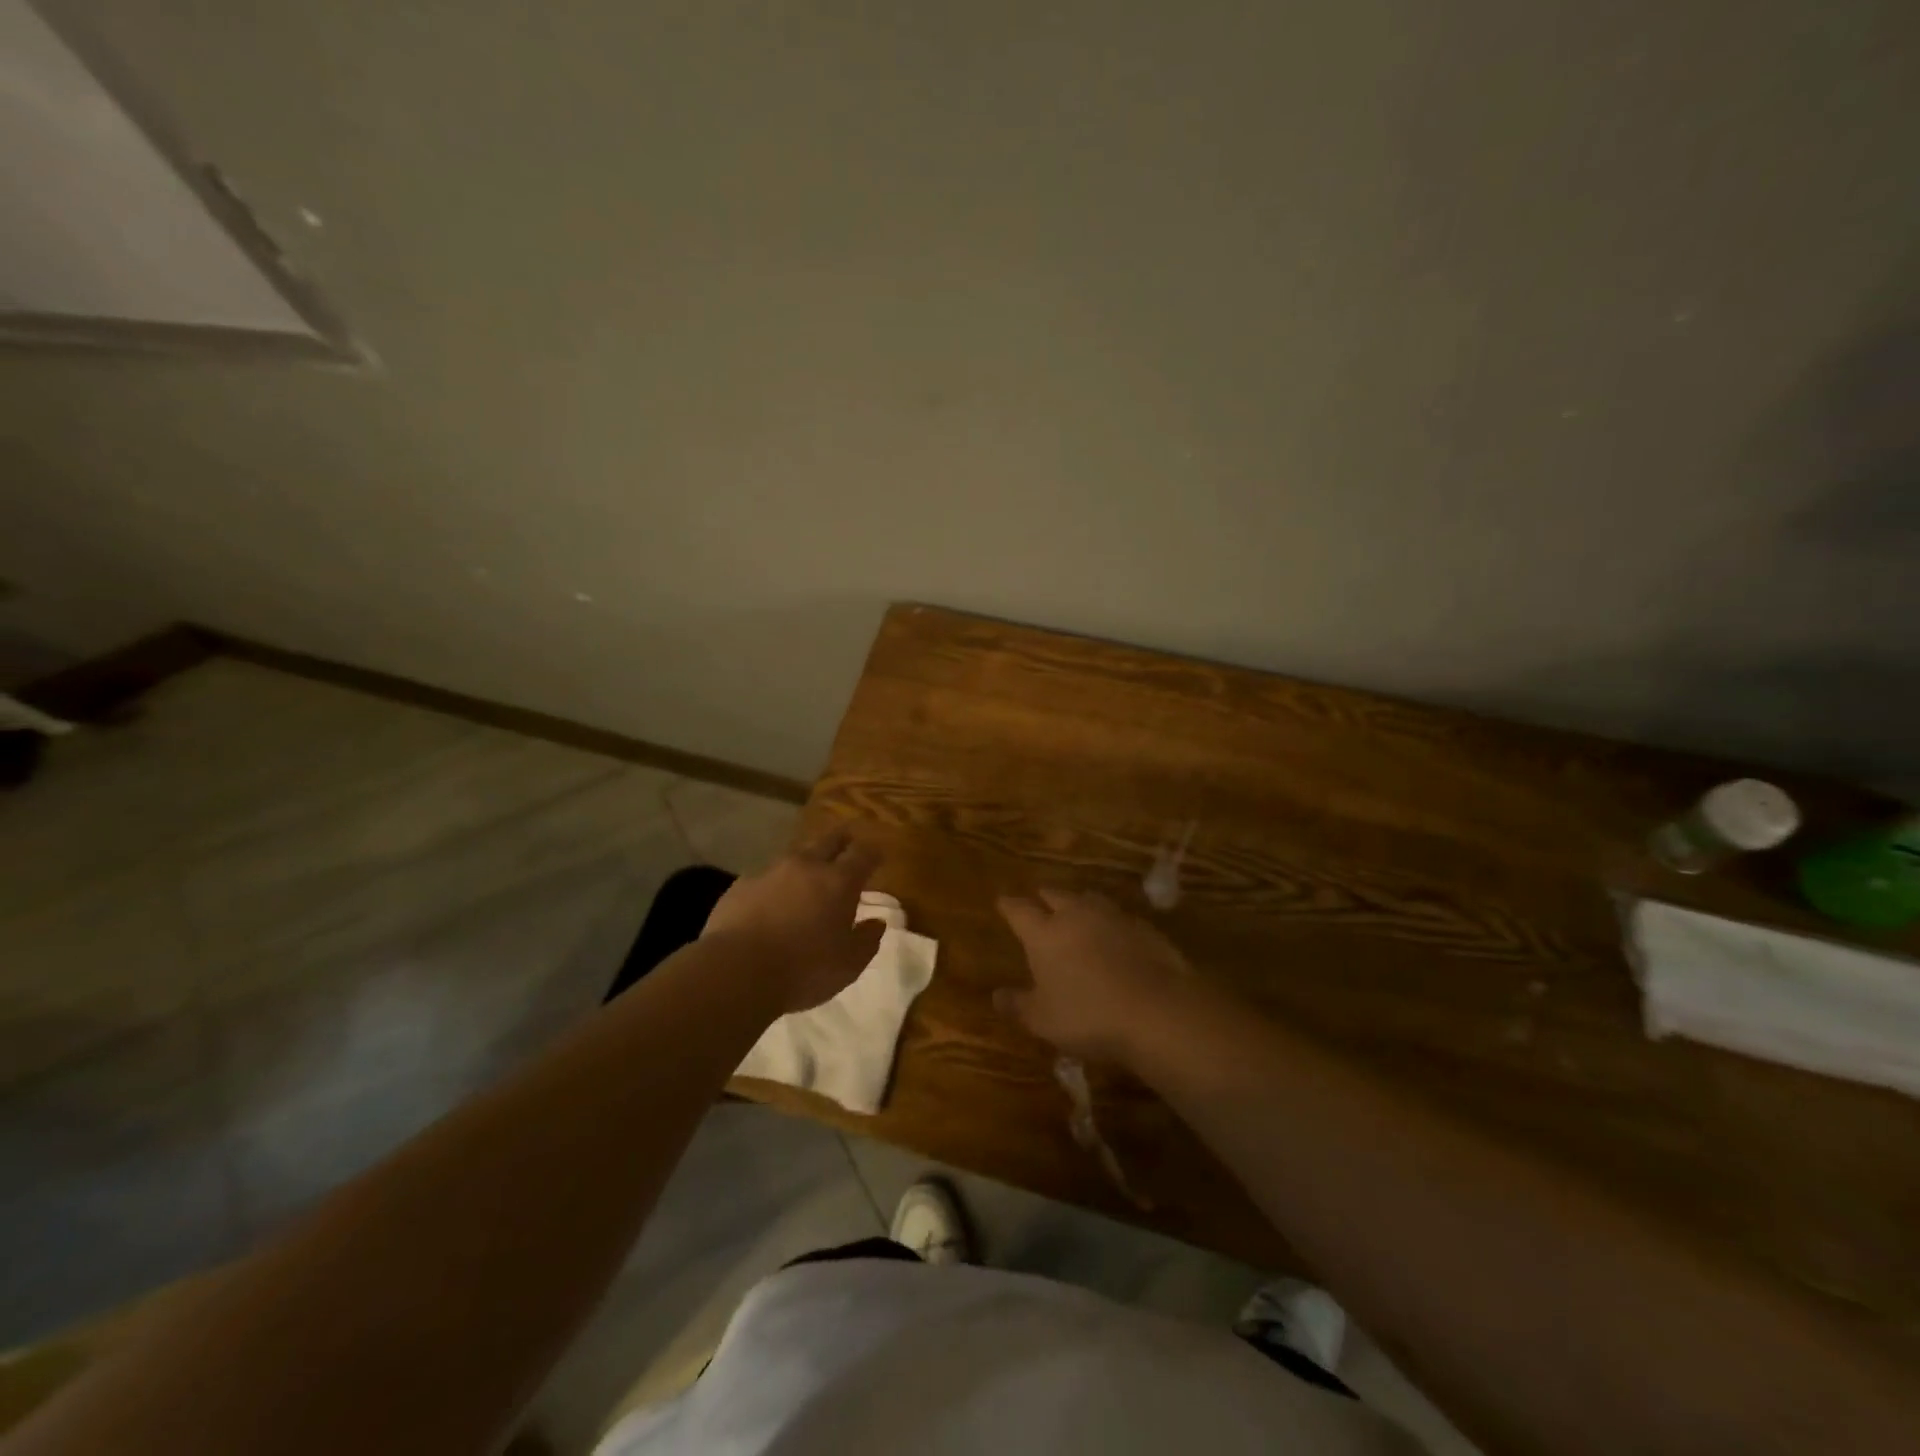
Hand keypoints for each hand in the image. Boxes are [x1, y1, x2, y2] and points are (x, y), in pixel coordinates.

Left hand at [703, 829, 885, 1014]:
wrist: (736, 971)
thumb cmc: (804, 969)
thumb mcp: (849, 964)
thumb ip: (867, 940)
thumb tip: (876, 923)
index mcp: (839, 881)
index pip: (863, 854)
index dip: (873, 853)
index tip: (878, 855)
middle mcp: (806, 866)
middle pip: (829, 840)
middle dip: (842, 840)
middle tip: (848, 844)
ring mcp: (770, 872)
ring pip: (795, 856)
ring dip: (806, 863)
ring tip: (808, 876)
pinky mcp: (741, 885)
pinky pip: (765, 878)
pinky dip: (775, 885)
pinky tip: (771, 902)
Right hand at [995, 889, 1192, 1065]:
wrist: (1158, 1010)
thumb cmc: (1089, 1016)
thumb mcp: (1044, 1020)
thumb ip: (1019, 1005)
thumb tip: (996, 995)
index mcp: (1045, 934)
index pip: (1020, 911)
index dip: (1009, 906)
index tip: (1002, 901)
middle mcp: (1076, 915)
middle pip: (1056, 895)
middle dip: (1045, 897)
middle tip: (1039, 899)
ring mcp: (1113, 917)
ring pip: (1089, 900)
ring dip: (1079, 903)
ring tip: (1075, 910)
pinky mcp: (1144, 928)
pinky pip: (1118, 917)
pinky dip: (1109, 922)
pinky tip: (1113, 935)